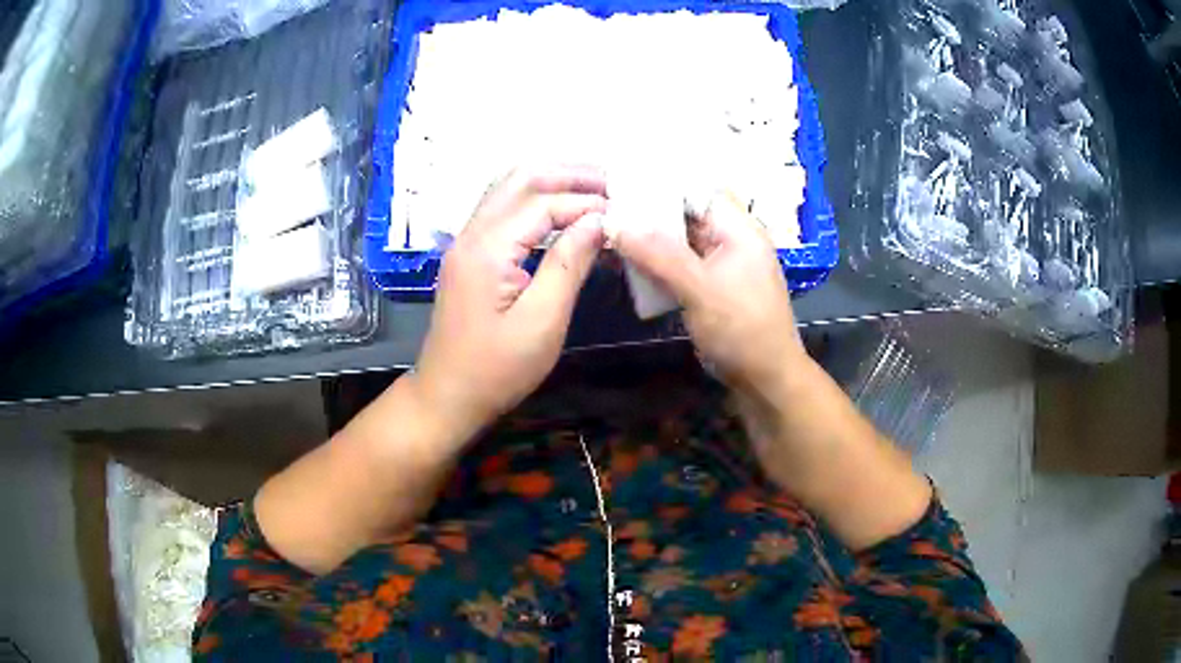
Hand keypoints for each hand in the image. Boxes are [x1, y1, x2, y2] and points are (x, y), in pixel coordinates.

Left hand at [409, 165, 608, 441]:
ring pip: (508, 189)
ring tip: (593, 190)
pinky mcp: (469, 256)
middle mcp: (472, 234)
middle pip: (520, 179)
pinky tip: (561, 213)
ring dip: (551, 182)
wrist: (447, 396)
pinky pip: (503, 209)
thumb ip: (569, 265)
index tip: (624, 212)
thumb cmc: (497, 369)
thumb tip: (599, 221)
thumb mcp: (542, 322)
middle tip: (612, 183)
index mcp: (488, 248)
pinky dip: (535, 201)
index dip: (586, 202)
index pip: (543, 203)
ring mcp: (466, 242)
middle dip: (568, 174)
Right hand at [611, 191, 806, 397]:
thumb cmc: (742, 330)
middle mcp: (731, 240)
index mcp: (740, 230)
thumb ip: (658, 254)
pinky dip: (657, 264)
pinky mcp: (710, 287)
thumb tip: (615, 223)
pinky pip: (680, 265)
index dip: (663, 183)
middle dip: (649, 212)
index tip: (623, 184)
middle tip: (608, 209)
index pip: (699, 190)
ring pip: (680, 240)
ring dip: (650, 240)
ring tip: (610, 233)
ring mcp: (721, 264)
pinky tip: (628, 264)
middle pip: (687, 214)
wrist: (765, 380)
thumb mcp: (700, 289)